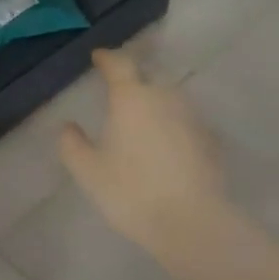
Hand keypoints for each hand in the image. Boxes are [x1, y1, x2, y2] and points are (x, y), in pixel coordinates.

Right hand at [59, 49, 232, 263]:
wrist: (192, 223)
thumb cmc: (131, 192)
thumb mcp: (88, 171)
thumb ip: (72, 144)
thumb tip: (68, 126)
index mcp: (132, 98)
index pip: (119, 64)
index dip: (107, 58)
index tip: (98, 57)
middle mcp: (165, 98)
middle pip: (147, 79)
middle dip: (131, 83)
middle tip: (115, 95)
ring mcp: (192, 118)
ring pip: (168, 101)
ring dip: (153, 105)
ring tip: (138, 124)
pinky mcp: (210, 141)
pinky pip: (183, 123)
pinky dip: (170, 128)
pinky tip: (162, 149)